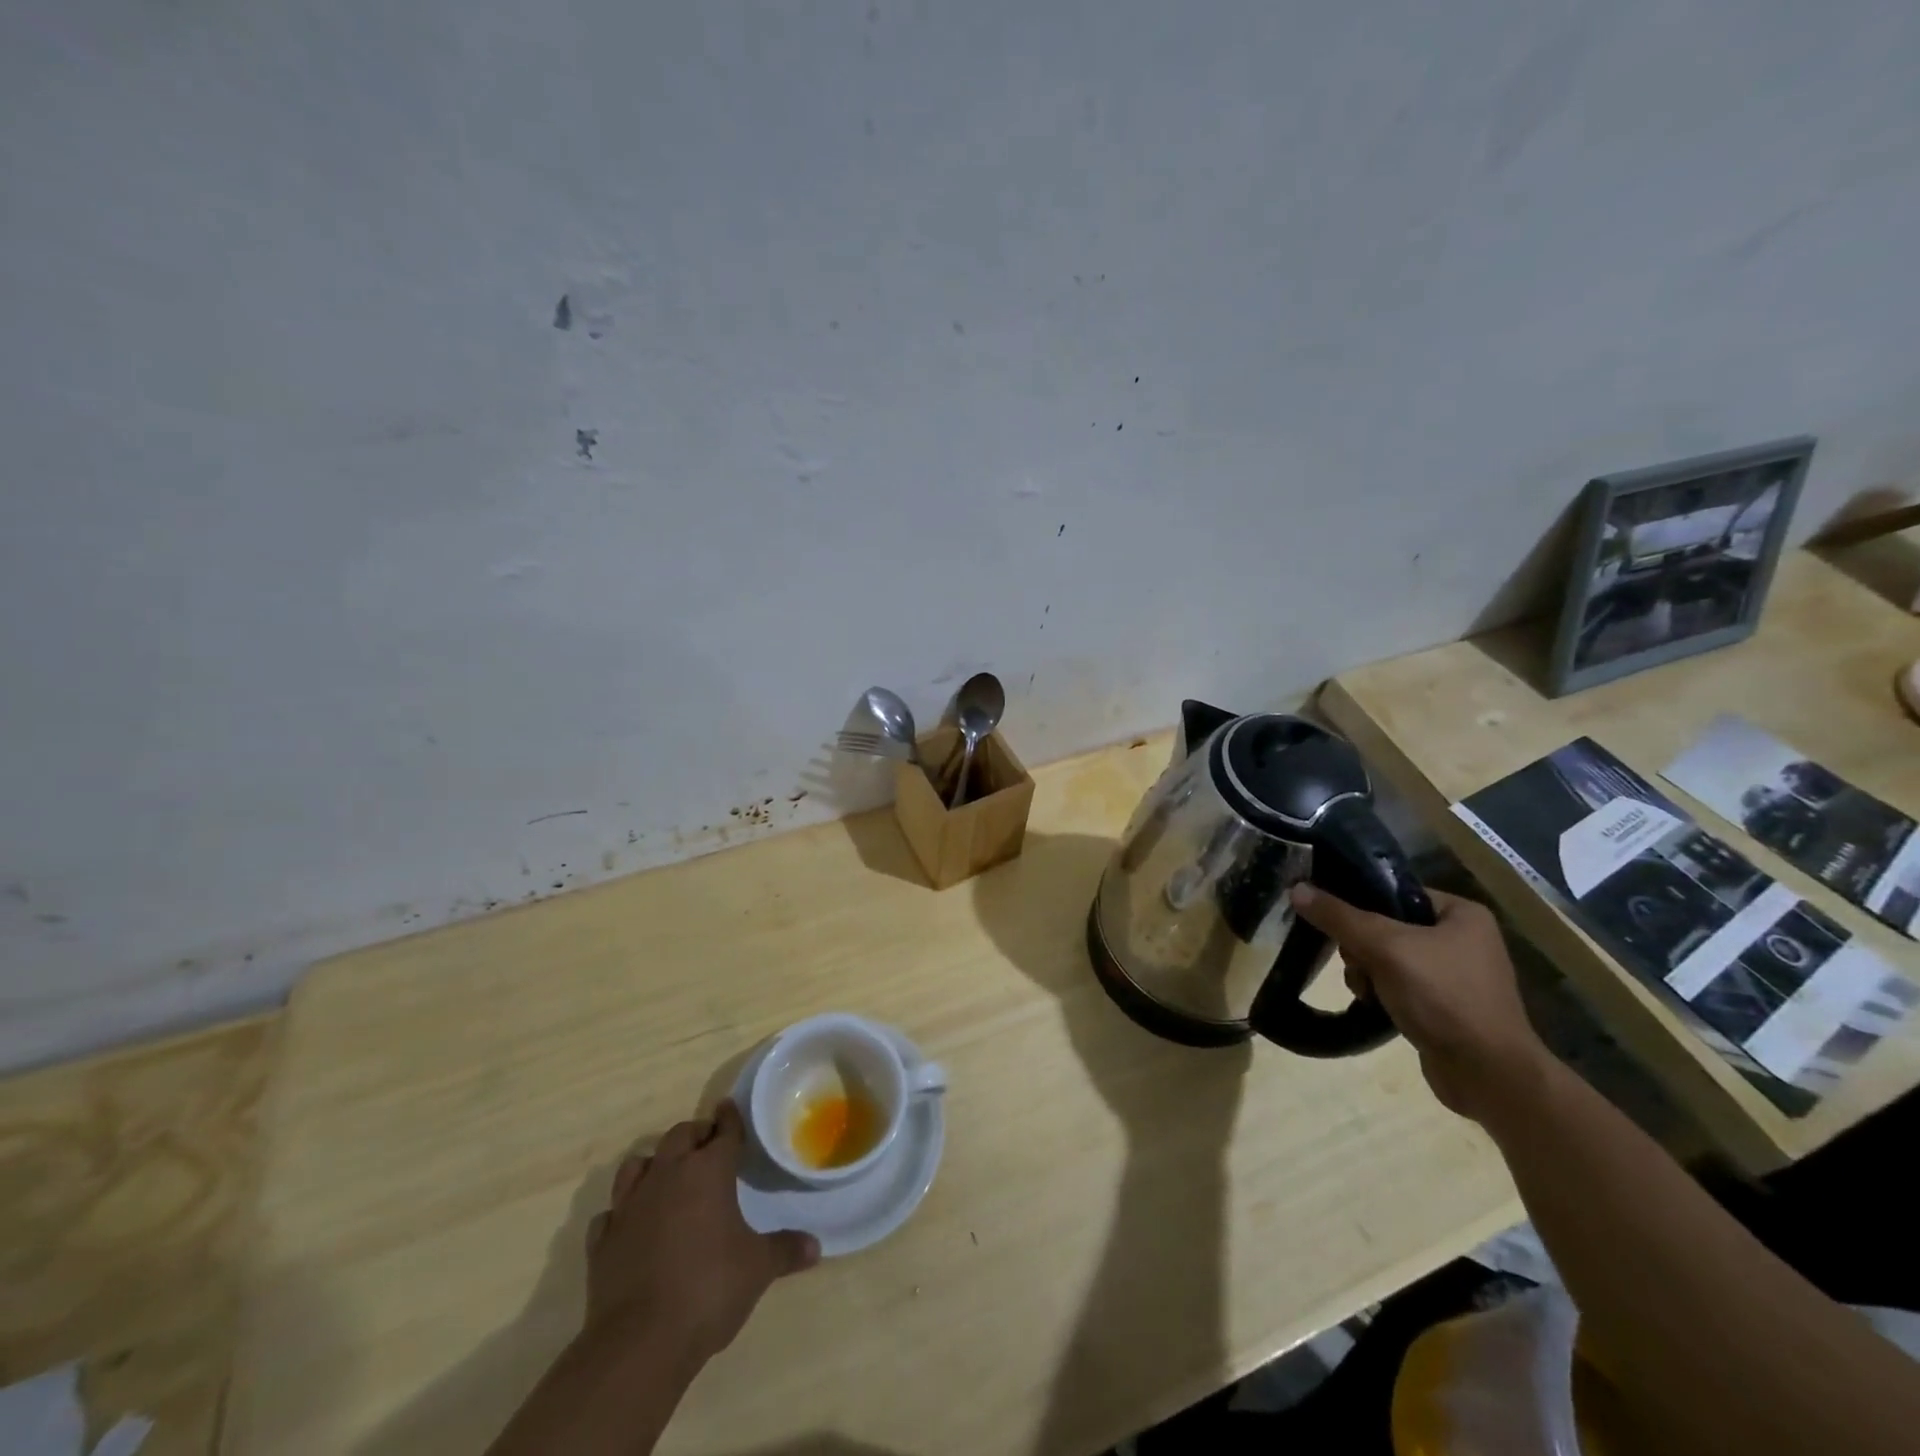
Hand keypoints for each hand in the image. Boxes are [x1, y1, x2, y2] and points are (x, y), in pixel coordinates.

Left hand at [585, 1100, 819, 1367]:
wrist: (639, 1343)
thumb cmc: (709, 1289)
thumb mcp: (758, 1269)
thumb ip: (785, 1250)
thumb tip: (816, 1247)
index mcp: (708, 1171)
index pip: (723, 1130)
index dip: (730, 1119)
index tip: (730, 1109)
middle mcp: (667, 1175)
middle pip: (679, 1135)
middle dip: (695, 1135)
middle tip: (708, 1146)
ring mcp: (629, 1206)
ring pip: (637, 1164)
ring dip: (654, 1164)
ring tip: (666, 1176)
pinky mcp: (602, 1241)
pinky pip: (611, 1213)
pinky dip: (622, 1213)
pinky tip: (632, 1225)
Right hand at [1290, 883, 1549, 1120]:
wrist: (1488, 1075)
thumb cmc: (1443, 997)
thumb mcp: (1385, 948)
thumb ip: (1339, 917)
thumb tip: (1297, 888)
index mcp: (1461, 914)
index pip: (1394, 892)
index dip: (1360, 904)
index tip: (1336, 923)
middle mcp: (1462, 938)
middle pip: (1386, 925)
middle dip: (1362, 947)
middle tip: (1358, 964)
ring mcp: (1455, 975)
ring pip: (1387, 957)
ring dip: (1367, 972)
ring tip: (1367, 991)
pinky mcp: (1445, 1006)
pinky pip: (1399, 984)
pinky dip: (1382, 993)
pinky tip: (1375, 1006)